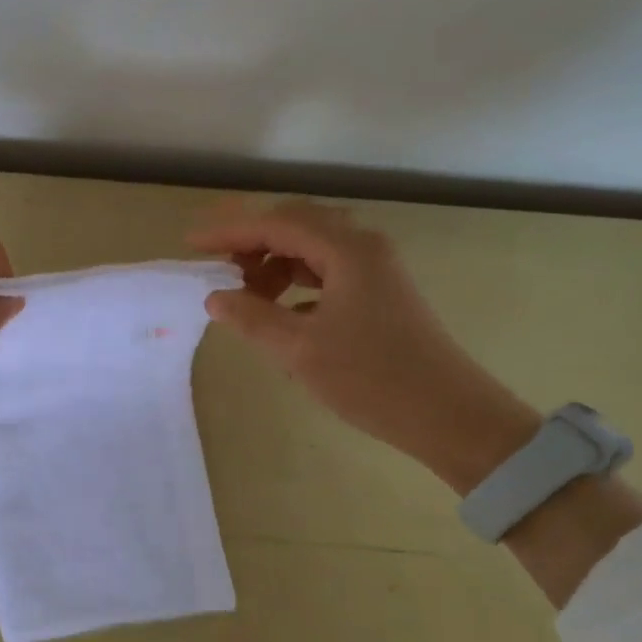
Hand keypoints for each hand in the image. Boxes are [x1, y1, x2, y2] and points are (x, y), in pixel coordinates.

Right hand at [190, 200, 541, 492]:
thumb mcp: (299, 349)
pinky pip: (327, 272)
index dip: (229, 231)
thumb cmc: (372, 379)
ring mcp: (375, 270)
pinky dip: (295, 282)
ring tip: (245, 294)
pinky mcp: (380, 294)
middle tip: (215, 264)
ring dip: (274, 262)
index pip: (276, 225)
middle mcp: (363, 248)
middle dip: (251, 240)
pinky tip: (279, 311)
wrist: (449, 416)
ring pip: (312, 248)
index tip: (192, 245)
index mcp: (346, 250)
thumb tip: (215, 297)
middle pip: (296, 225)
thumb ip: (251, 317)